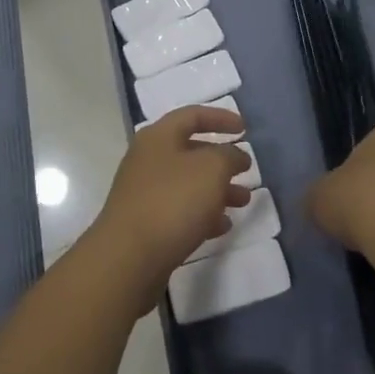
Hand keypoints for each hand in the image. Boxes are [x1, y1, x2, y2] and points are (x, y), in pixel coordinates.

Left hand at [91, 105, 252, 298]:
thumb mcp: (211, 169)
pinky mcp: (146, 224)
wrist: (128, 259)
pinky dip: (203, 214)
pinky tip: (222, 226)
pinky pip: (180, 211)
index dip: (221, 118)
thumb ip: (229, 156)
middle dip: (222, 160)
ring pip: (188, 183)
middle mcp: (149, 160)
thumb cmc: (172, 202)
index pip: (193, 115)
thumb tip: (234, 156)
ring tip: (243, 202)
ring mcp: (145, 193)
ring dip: (218, 190)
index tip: (245, 129)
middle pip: (191, 151)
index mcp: (159, 137)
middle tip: (246, 170)